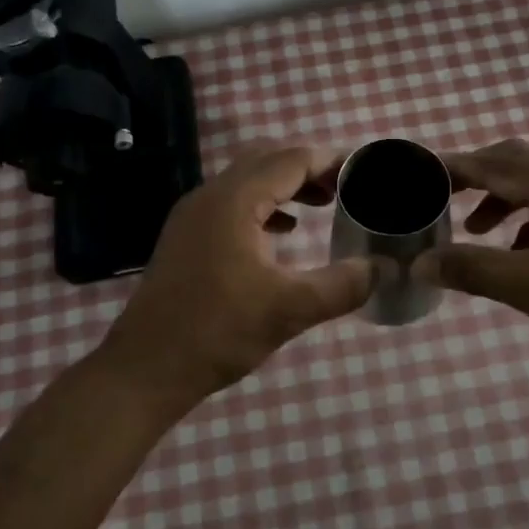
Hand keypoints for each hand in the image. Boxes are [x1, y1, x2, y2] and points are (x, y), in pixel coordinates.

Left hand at [99, 145, 372, 409]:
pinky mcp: (186, 238)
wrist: (145, 369)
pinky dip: (264, 206)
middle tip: (345, 188)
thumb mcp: (290, 310)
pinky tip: (283, 233)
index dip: (330, 160)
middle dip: (309, 168)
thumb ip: (343, 285)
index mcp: (234, 200)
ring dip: (285, 186)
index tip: (363, 171)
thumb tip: (383, 268)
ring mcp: (192, 216)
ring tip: (322, 205)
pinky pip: (232, 204)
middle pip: (267, 161)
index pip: (290, 160)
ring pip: (247, 181)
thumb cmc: (218, 332)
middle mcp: (210, 196)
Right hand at [424, 139, 528, 378]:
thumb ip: (473, 270)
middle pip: (518, 164)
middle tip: (440, 197)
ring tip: (475, 230)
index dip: (455, 167)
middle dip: (477, 179)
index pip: (496, 164)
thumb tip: (421, 264)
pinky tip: (521, 251)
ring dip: (504, 201)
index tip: (418, 173)